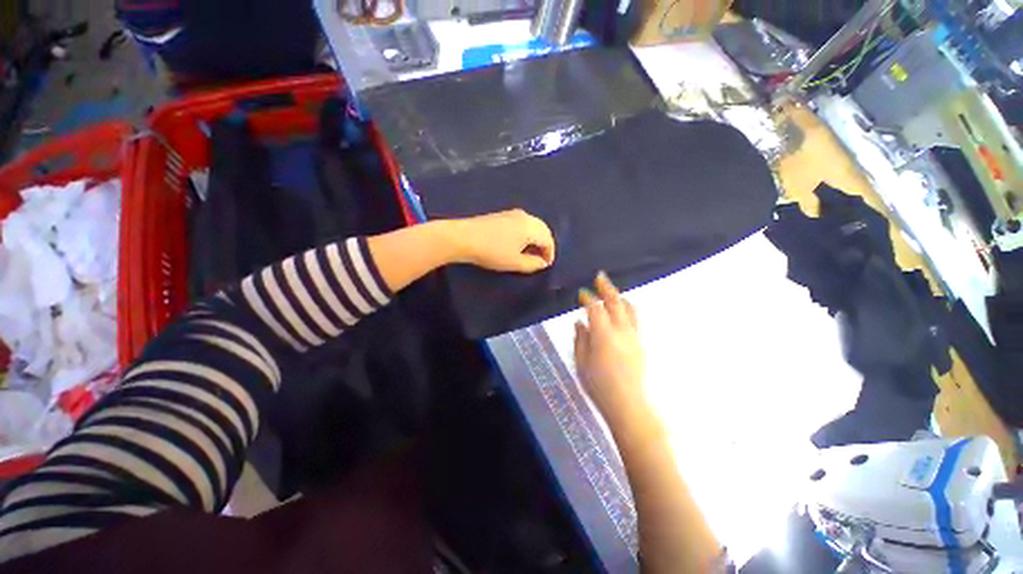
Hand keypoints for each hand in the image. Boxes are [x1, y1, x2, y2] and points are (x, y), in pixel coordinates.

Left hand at [450, 209, 555, 272]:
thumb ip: (533, 264)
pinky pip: (521, 223)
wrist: (464, 237)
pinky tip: (518, 243)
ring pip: (531, 225)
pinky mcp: (501, 214)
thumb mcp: (515, 263)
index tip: (546, 266)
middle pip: (542, 229)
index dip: (550, 253)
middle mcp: (525, 216)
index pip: (548, 240)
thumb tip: (543, 262)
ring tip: (530, 252)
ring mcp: (512, 213)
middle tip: (541, 259)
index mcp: (531, 226)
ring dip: (534, 239)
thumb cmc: (493, 252)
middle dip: (544, 244)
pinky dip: (525, 233)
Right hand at [574, 273, 647, 426]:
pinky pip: (635, 319)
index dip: (587, 298)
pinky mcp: (640, 344)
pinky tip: (622, 312)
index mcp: (603, 334)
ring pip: (629, 309)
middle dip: (606, 288)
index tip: (581, 293)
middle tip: (600, 277)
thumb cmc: (598, 385)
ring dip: (620, 297)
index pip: (595, 308)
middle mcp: (621, 331)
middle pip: (615, 302)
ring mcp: (634, 337)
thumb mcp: (581, 362)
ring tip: (612, 292)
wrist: (627, 404)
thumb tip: (580, 323)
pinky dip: (627, 309)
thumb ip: (581, 339)